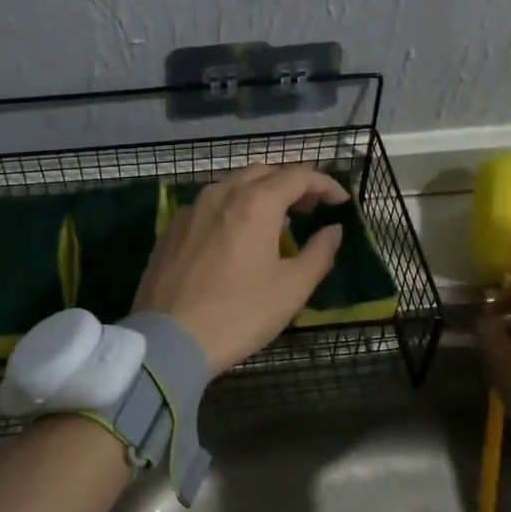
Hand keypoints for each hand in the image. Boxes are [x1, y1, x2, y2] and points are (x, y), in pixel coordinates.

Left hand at [134, 165, 348, 372]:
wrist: (170, 339)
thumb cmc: (239, 313)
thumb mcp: (291, 288)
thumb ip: (319, 253)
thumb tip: (333, 230)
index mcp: (255, 203)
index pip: (297, 176)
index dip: (324, 184)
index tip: (340, 202)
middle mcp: (222, 193)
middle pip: (263, 172)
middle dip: (291, 183)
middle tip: (310, 207)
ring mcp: (192, 208)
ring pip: (233, 184)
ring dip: (260, 192)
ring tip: (276, 221)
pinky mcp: (172, 227)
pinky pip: (209, 203)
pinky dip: (232, 207)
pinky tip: (236, 235)